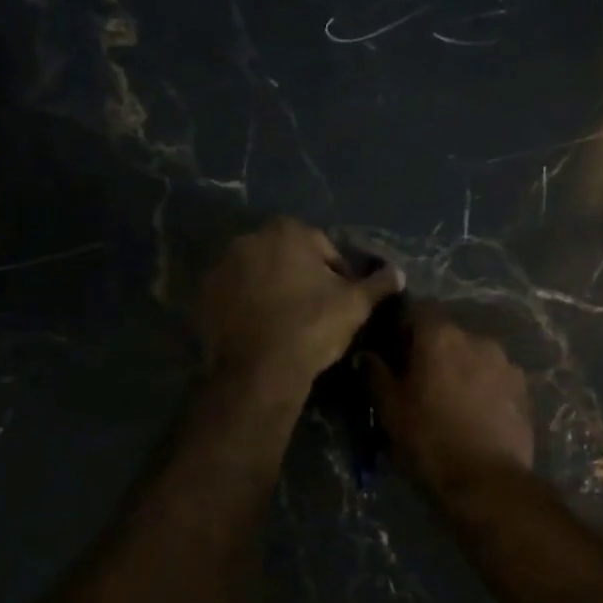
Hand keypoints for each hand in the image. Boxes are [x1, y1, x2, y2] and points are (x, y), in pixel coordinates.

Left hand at [196, 218, 402, 388]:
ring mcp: (221, 267)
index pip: (324, 248)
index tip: (343, 301)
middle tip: (317, 312)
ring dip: (273, 291)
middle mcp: (248, 239)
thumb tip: (399, 273)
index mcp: (287, 231)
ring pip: (259, 276)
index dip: (338, 275)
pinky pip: (234, 297)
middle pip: (287, 257)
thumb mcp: (356, 305)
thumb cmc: (312, 326)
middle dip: (302, 278)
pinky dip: (248, 307)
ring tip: (288, 324)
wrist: (259, 370)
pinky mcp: (203, 297)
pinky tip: (263, 331)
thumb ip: (378, 284)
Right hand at [367, 305, 533, 489]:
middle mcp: (477, 338)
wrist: (487, 481)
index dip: (401, 328)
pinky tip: (475, 415)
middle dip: (432, 351)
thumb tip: (366, 354)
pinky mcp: (524, 389)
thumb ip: (375, 374)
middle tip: (419, 382)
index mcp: (440, 336)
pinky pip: (494, 377)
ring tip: (450, 402)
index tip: (392, 353)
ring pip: (473, 355)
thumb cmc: (429, 441)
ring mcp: (506, 363)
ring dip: (460, 368)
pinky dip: (482, 387)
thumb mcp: (389, 410)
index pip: (416, 310)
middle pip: (447, 334)